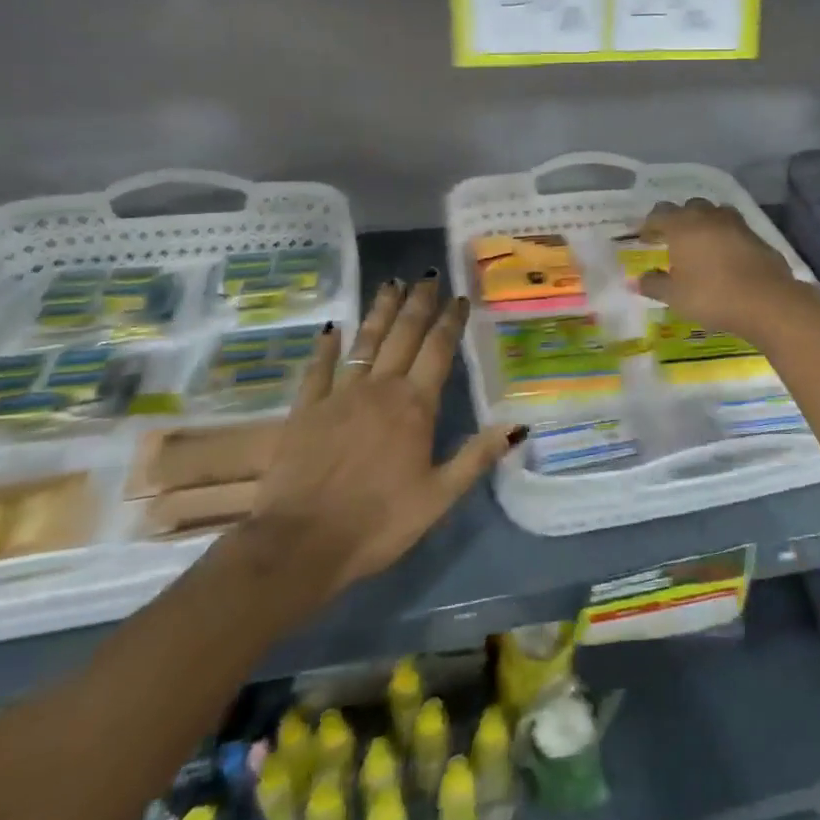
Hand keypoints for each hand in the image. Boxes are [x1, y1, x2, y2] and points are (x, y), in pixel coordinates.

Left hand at [235, 276, 524, 615]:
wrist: (301, 543)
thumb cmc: (379, 522)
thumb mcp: (439, 496)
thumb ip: (476, 456)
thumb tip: (518, 425)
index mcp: (415, 407)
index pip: (438, 351)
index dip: (450, 322)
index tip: (459, 298)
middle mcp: (380, 389)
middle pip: (403, 335)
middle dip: (418, 304)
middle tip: (428, 277)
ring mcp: (339, 395)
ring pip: (364, 342)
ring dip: (380, 311)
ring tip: (391, 283)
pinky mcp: (305, 409)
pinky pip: (318, 368)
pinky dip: (326, 346)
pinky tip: (331, 327)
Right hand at [637, 199, 807, 340]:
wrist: (766, 301)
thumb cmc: (712, 296)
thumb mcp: (675, 296)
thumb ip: (654, 285)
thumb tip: (637, 280)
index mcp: (683, 226)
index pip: (659, 214)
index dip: (649, 225)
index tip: (644, 239)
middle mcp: (709, 217)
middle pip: (689, 207)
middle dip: (678, 219)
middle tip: (672, 239)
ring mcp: (736, 224)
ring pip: (715, 213)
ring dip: (704, 223)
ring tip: (700, 243)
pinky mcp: (757, 236)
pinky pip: (734, 229)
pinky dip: (725, 236)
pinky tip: (725, 255)